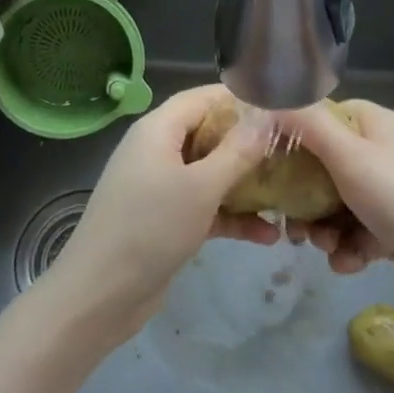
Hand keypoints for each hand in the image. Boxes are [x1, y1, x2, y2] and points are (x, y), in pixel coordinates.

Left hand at [38, 84, 277, 345]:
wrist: (100, 294)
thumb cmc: (150, 228)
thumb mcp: (201, 187)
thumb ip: (238, 151)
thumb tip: (269, 117)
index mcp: (158, 130)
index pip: (203, 98)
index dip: (240, 99)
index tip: (282, 108)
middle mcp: (157, 151)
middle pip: (210, 134)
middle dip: (250, 144)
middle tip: (293, 151)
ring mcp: (160, 187)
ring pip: (211, 173)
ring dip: (246, 185)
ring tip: (289, 194)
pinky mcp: (165, 220)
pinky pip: (204, 207)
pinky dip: (231, 217)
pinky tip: (268, 236)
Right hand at [279, 99, 393, 323]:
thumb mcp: (351, 157)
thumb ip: (309, 126)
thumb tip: (274, 97)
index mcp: (376, 125)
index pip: (324, 118)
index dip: (295, 138)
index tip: (270, 164)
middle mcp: (384, 153)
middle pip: (325, 167)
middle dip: (305, 198)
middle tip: (292, 224)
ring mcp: (392, 193)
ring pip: (338, 205)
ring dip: (324, 229)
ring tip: (324, 248)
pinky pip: (358, 232)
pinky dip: (349, 249)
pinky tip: (350, 264)